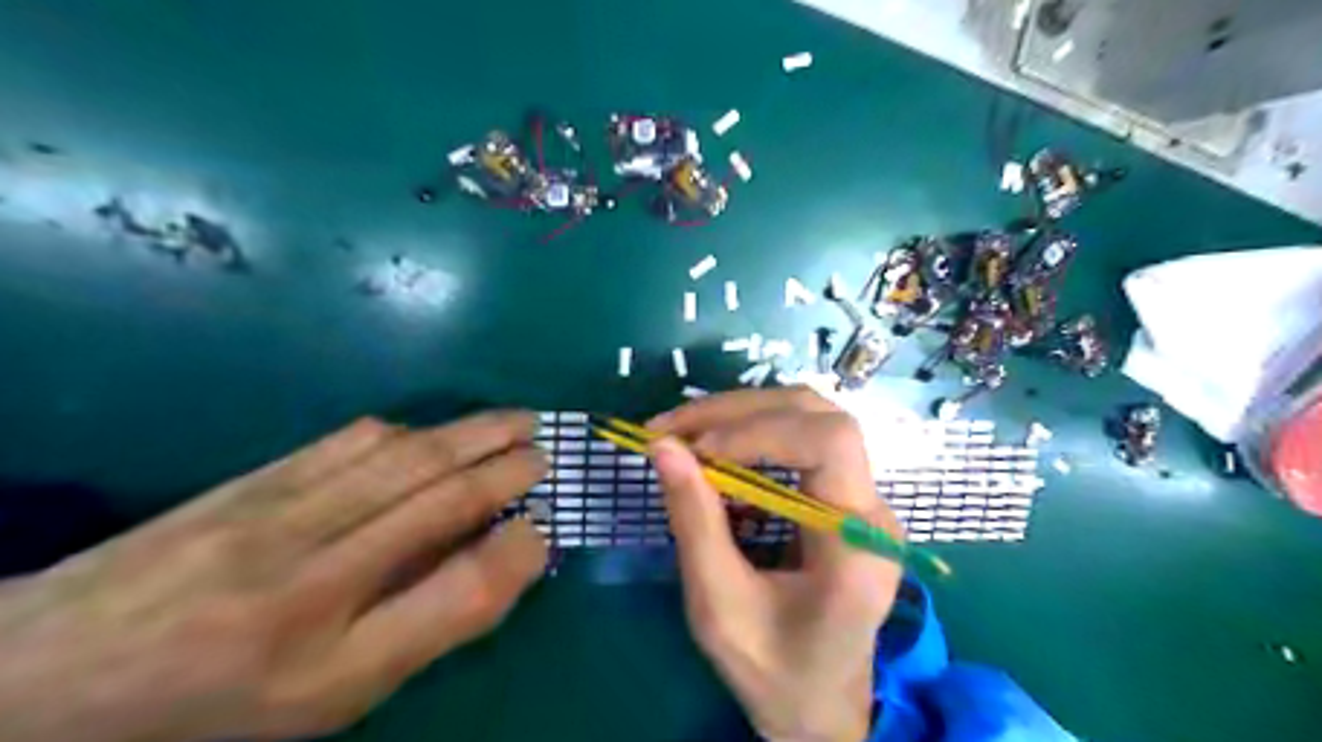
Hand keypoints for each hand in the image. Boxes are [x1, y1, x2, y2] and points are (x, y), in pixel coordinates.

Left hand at [0, 413, 546, 740]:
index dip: (516, 555)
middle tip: (545, 449)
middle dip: (504, 469)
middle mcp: (309, 578)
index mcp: (330, 660)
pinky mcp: (250, 483)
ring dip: (470, 435)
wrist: (39, 679)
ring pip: (401, 460)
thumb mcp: (325, 699)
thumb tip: (486, 566)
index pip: (458, 595)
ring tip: (514, 421)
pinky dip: (406, 431)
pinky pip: (346, 444)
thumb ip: (418, 631)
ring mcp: (275, 517)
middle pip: (437, 501)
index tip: (545, 529)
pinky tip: (430, 431)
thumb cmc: (207, 707)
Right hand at [650, 389, 905, 740]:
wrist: (819, 702)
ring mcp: (865, 499)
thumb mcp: (720, 607)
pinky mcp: (844, 497)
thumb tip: (664, 447)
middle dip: (739, 411)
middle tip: (671, 427)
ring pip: (811, 417)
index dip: (759, 430)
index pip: (830, 443)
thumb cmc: (772, 670)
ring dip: (743, 413)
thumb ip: (695, 523)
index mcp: (859, 545)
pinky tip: (712, 444)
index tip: (693, 449)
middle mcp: (874, 510)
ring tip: (684, 429)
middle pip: (820, 416)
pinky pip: (802, 439)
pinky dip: (751, 430)